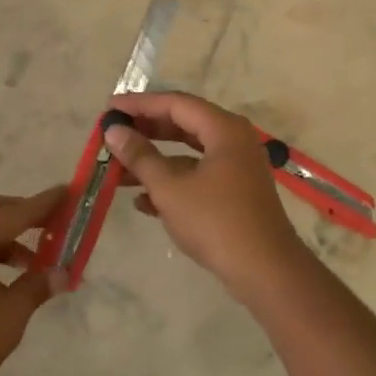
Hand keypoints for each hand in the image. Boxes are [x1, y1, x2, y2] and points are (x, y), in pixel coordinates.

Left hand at [0, 186, 66, 375]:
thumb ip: (34, 289)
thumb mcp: (5, 320)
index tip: (67, 192)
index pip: (13, 213)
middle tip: (49, 225)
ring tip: (31, 265)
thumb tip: (61, 274)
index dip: (43, 204)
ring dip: (2, 240)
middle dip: (19, 215)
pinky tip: (0, 288)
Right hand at [104, 92, 313, 300]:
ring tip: (117, 170)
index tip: (110, 109)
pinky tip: (142, 201)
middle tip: (113, 134)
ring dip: (153, 161)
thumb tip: (114, 131)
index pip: (175, 103)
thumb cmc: (215, 221)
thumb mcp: (169, 188)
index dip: (139, 104)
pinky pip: (197, 177)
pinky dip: (171, 183)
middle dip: (145, 131)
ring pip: (187, 154)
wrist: (265, 272)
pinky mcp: (234, 194)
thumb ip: (140, 156)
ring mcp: (236, 169)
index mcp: (223, 129)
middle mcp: (233, 141)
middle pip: (182, 125)